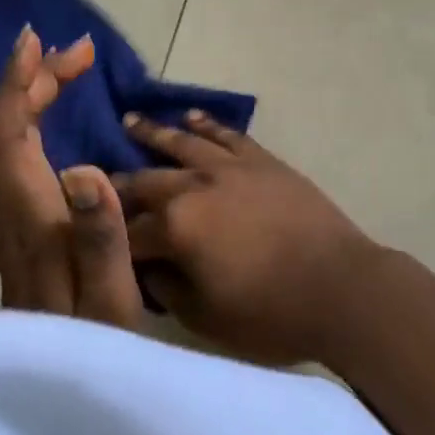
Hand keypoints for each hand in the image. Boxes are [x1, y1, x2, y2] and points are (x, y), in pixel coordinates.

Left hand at [0, 26, 144, 329]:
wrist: (57, 407)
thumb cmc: (96, 354)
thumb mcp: (113, 303)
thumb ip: (99, 239)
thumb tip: (82, 171)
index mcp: (35, 222)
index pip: (11, 137)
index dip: (18, 85)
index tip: (36, 42)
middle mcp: (10, 221)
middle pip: (4, 136)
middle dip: (33, 85)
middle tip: (77, 56)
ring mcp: (4, 237)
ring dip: (19, 109)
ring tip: (51, 83)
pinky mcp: (9, 251)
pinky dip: (1, 153)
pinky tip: (15, 153)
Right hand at [116, 113, 375, 363]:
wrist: (341, 287)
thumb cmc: (271, 313)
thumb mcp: (206, 317)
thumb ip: (167, 290)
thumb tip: (146, 269)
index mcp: (175, 228)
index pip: (128, 231)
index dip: (110, 238)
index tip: (92, 236)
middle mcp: (194, 187)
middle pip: (146, 181)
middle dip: (119, 183)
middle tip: (96, 177)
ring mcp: (230, 168)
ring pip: (182, 144)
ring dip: (153, 133)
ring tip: (130, 120)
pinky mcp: (261, 161)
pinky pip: (227, 135)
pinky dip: (206, 124)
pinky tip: (190, 117)